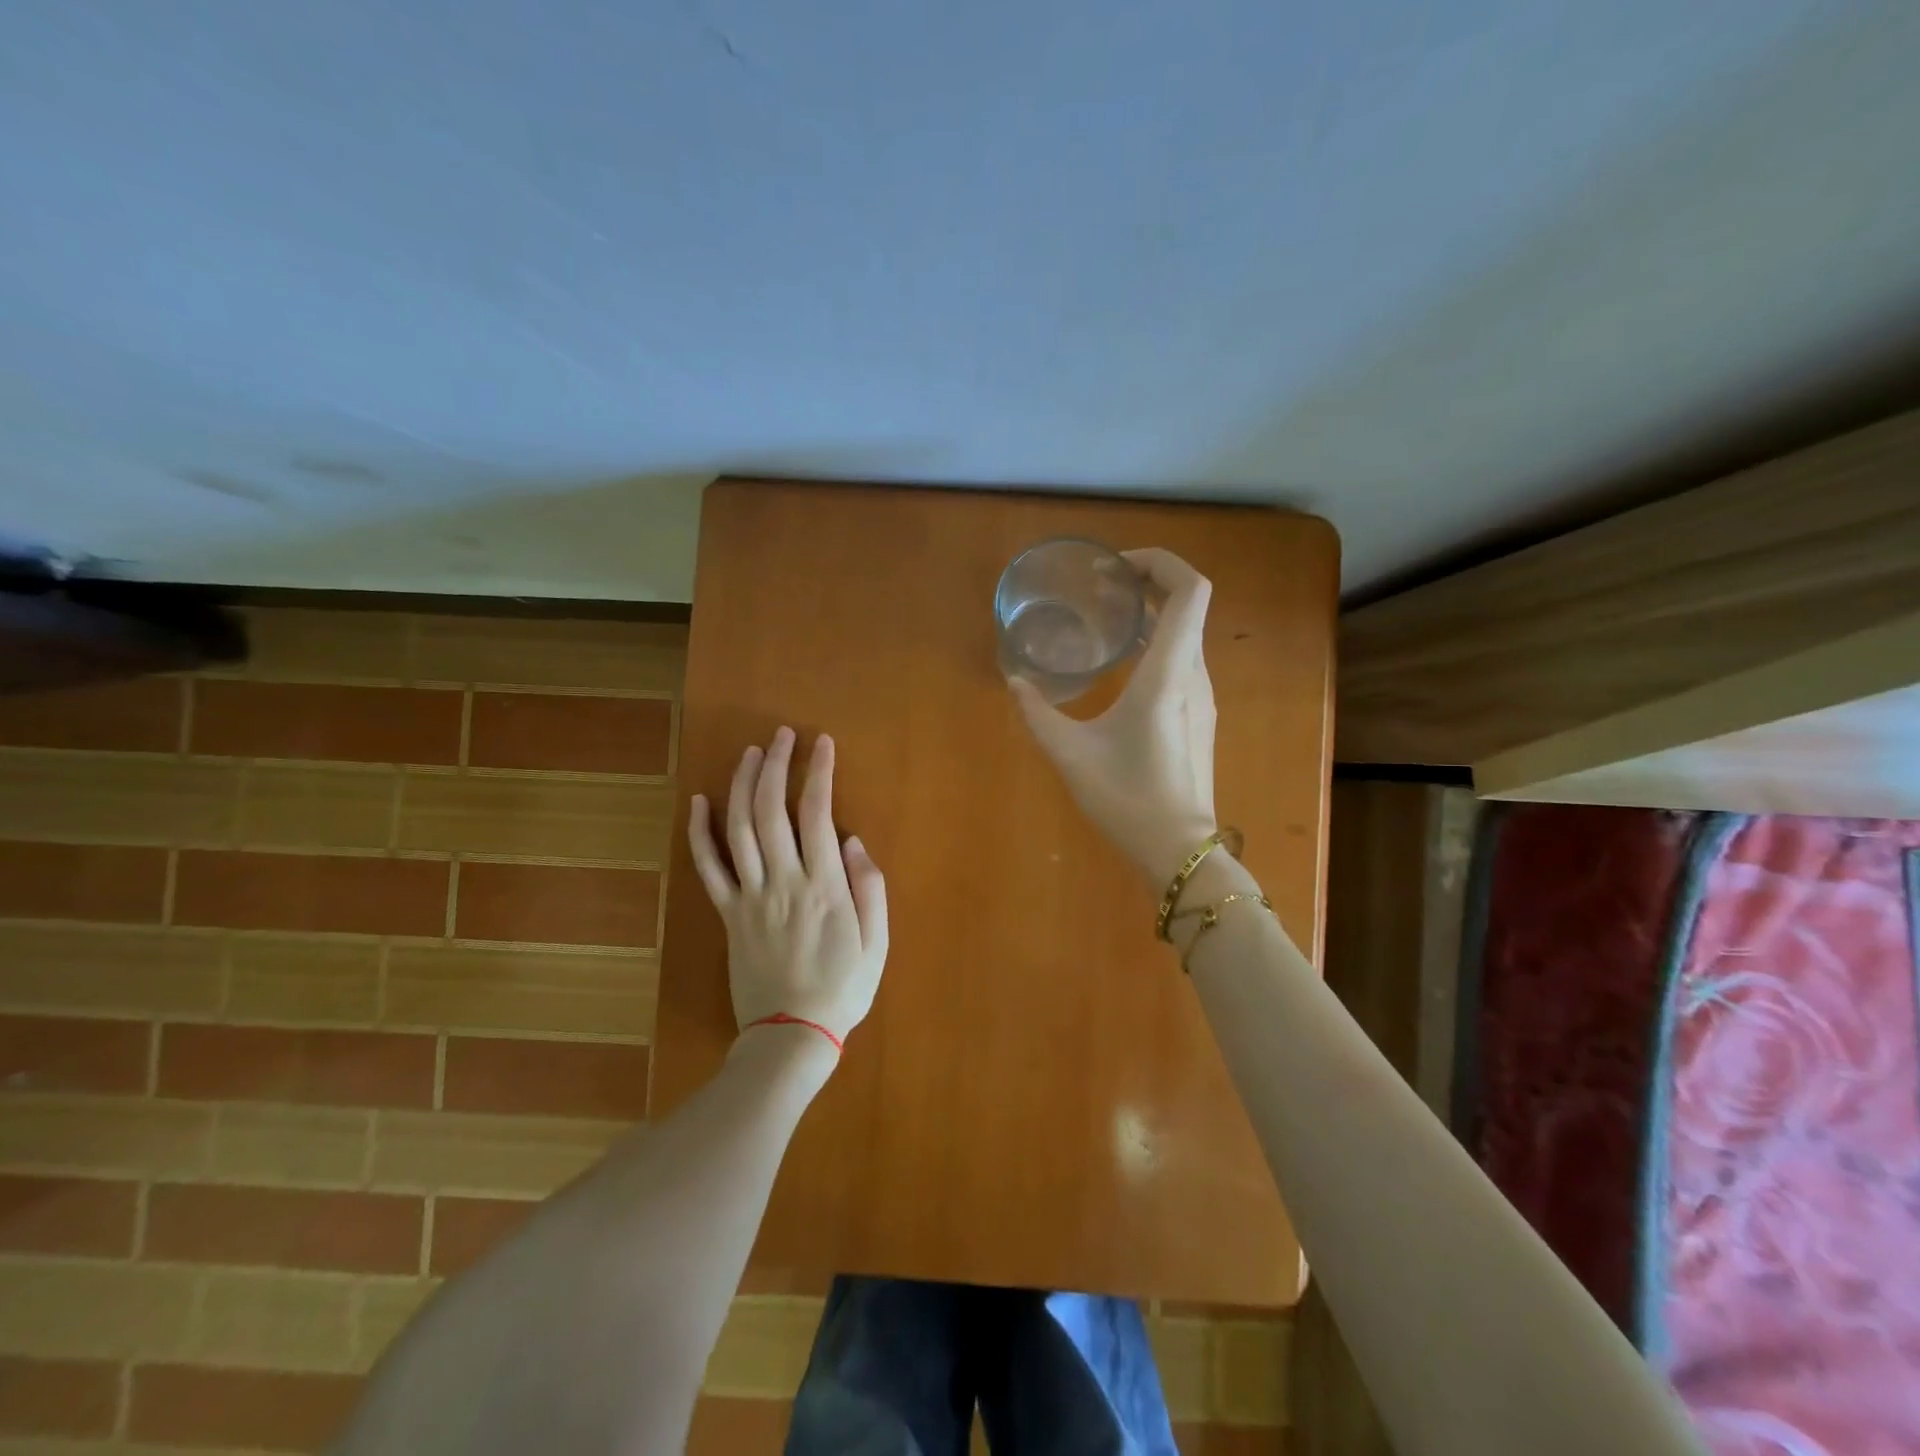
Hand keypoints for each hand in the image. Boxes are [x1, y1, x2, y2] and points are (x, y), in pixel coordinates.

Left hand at [687, 727, 887, 1045]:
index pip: (818, 813)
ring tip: (750, 753)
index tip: (822, 743)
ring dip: (742, 785)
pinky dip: (700, 833)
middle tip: (782, 735)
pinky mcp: (727, 914)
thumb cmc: (843, 988)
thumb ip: (869, 888)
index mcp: (824, 886)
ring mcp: (749, 896)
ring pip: (739, 829)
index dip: (818, 772)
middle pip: (772, 810)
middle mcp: (783, 881)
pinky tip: (699, 802)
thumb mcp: (876, 942)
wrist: (791, 1035)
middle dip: (777, 765)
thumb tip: (853, 841)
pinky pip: (708, 868)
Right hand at [1009, 548, 1218, 887]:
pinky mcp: (1198, 716)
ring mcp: (1202, 697)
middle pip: (1189, 605)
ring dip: (1153, 615)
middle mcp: (1194, 675)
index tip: (1119, 568)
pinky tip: (1122, 665)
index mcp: (1168, 673)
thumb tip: (1015, 682)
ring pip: (1187, 634)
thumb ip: (1037, 713)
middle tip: (1103, 588)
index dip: (1162, 563)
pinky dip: (1157, 644)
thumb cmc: (1126, 798)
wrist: (1178, 851)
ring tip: (1108, 619)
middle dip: (1149, 584)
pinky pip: (1183, 660)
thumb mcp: (1069, 753)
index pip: (1190, 590)